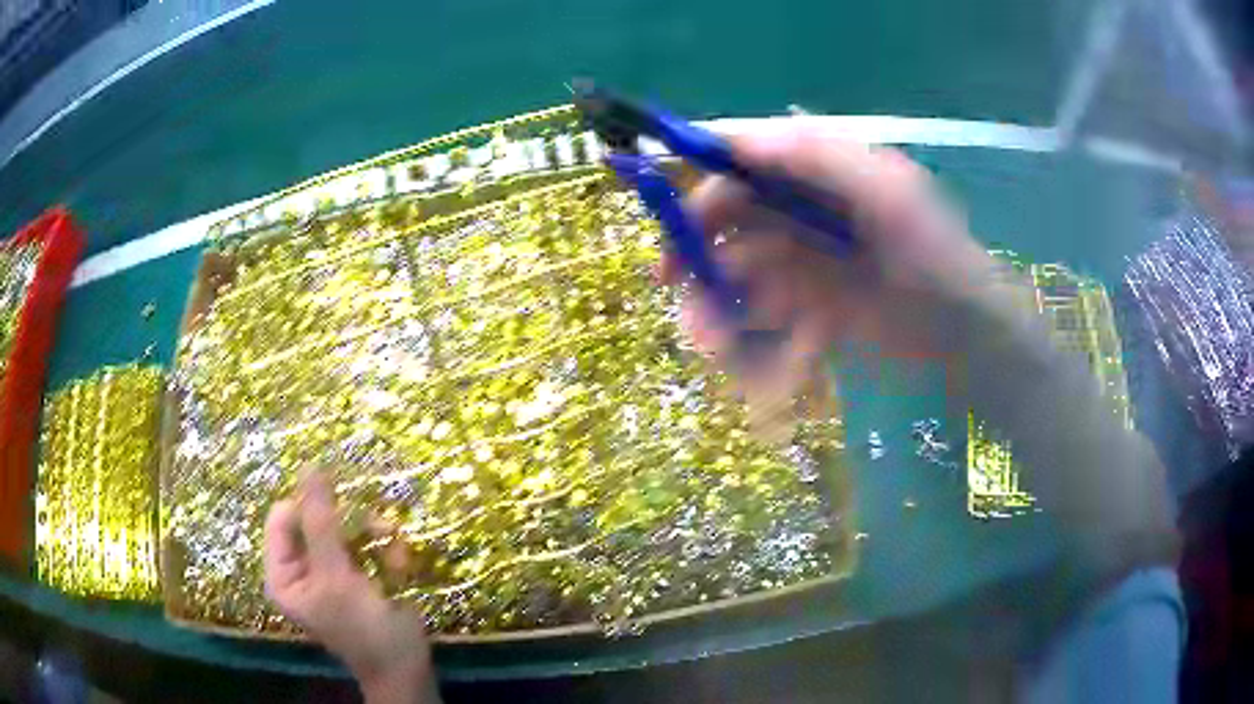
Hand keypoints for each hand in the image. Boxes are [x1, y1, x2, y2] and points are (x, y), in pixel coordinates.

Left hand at [264, 472, 438, 703]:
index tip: (344, 508)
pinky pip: (367, 544)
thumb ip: (322, 523)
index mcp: (282, 573)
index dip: (311, 506)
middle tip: (380, 531)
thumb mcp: (337, 577)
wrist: (408, 667)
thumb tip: (309, 466)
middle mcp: (301, 568)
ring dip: (376, 538)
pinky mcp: (358, 574)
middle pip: (317, 519)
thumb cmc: (364, 630)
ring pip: (347, 528)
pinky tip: (401, 570)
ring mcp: (331, 570)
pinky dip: (386, 553)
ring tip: (396, 556)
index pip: (284, 517)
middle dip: (353, 526)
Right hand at [664, 118, 1008, 370]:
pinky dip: (759, 342)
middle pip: (729, 223)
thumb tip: (736, 138)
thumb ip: (818, 157)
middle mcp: (804, 212)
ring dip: (720, 308)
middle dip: (699, 258)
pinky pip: (766, 320)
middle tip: (678, 295)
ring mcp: (805, 263)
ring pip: (740, 276)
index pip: (741, 166)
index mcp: (819, 174)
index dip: (700, 186)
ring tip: (715, 345)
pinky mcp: (810, 308)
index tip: (668, 224)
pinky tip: (771, 370)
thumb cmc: (933, 255)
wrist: (966, 333)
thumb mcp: (887, 194)